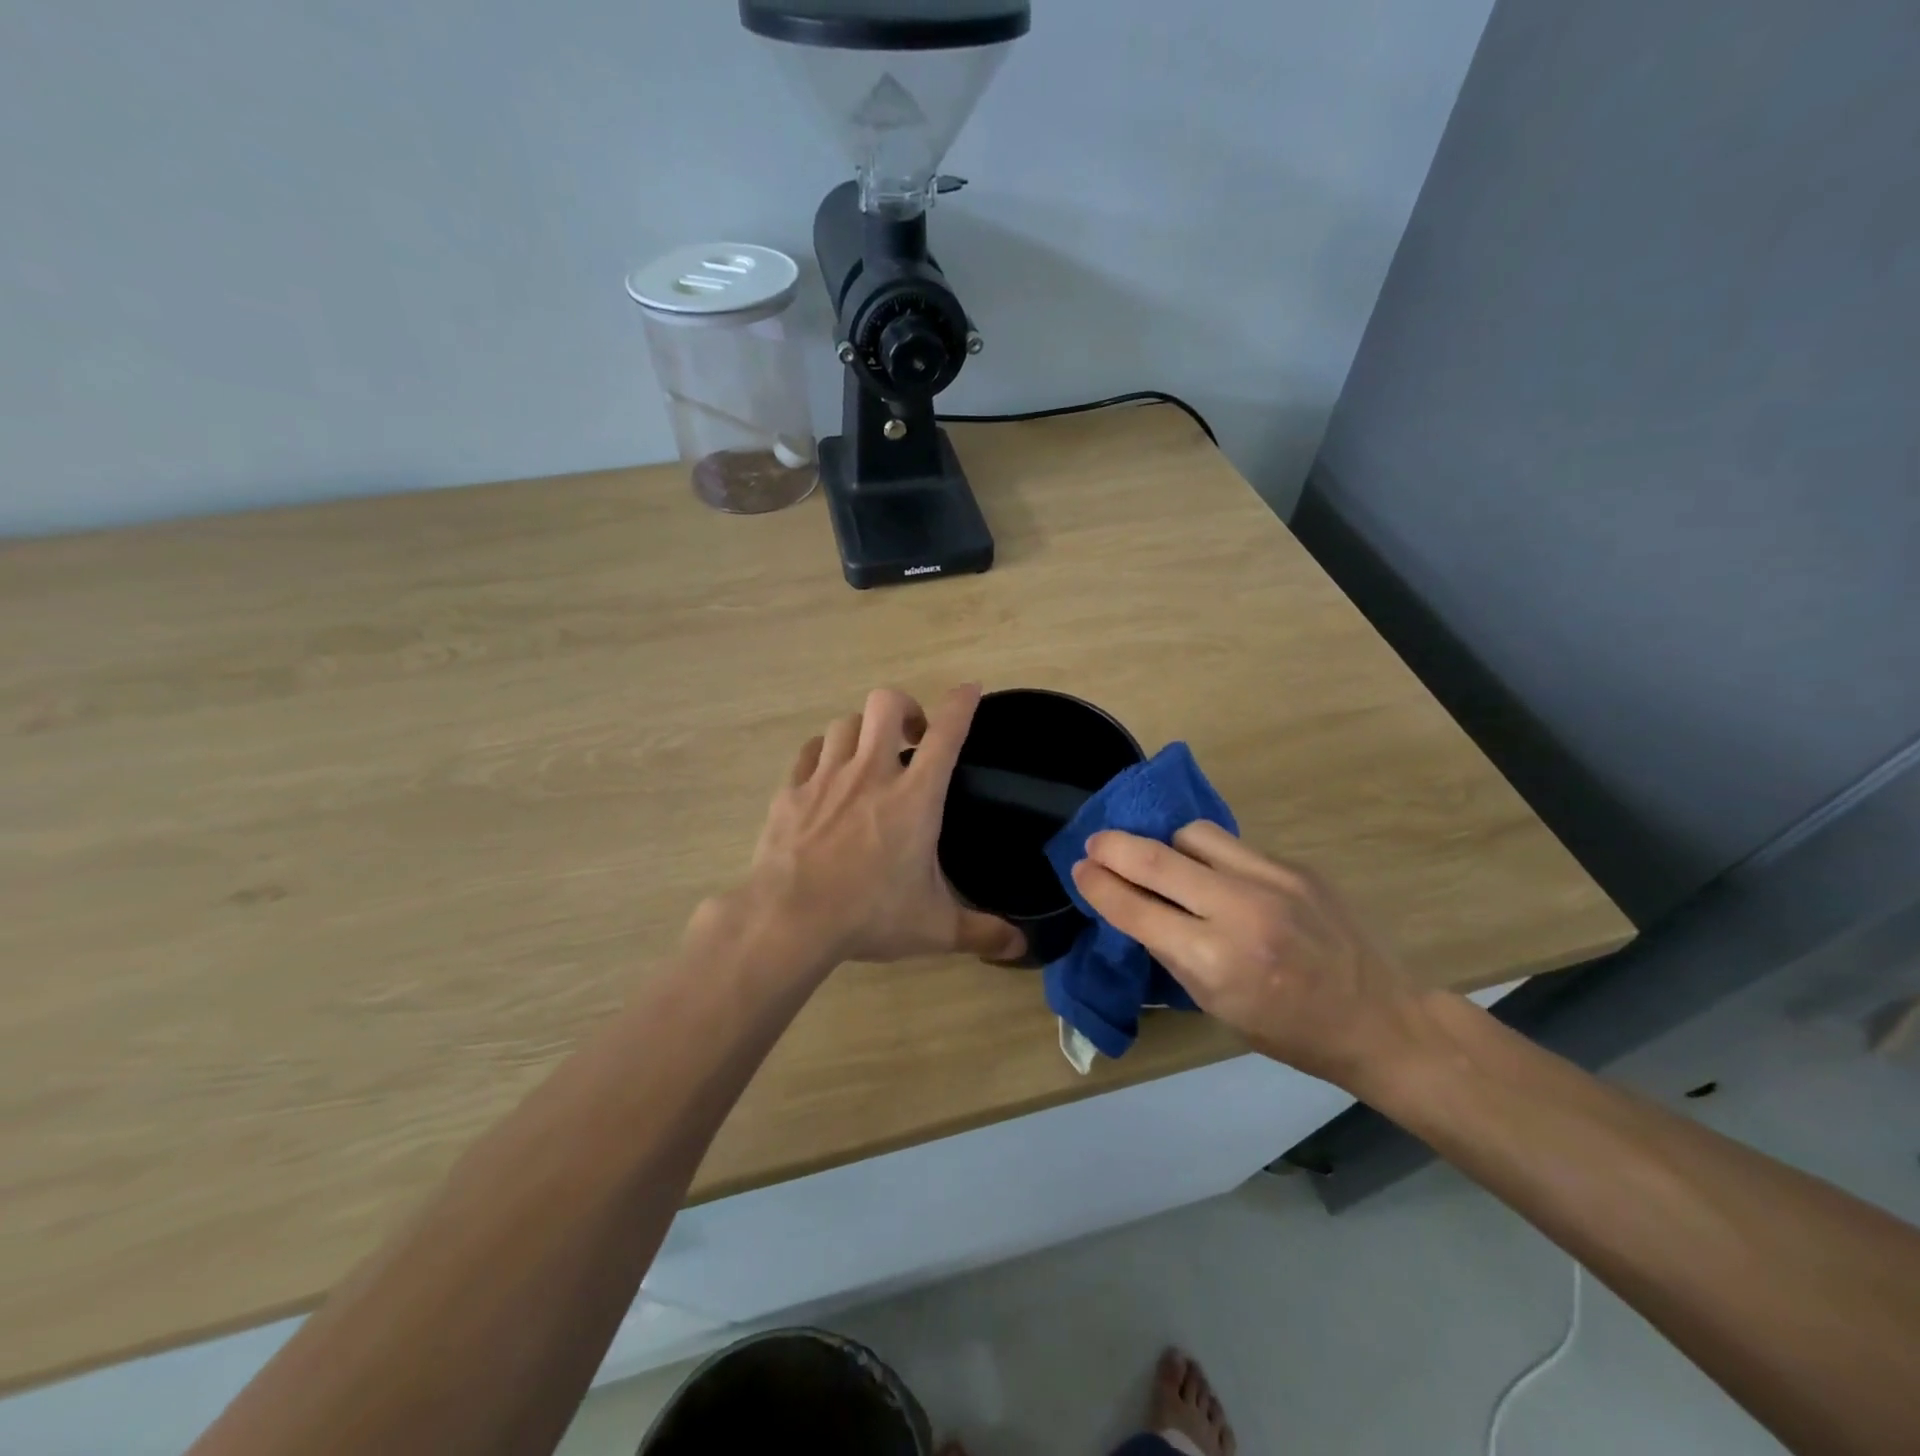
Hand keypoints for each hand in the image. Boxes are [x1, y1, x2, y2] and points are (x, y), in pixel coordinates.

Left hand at [698, 685, 1025, 967]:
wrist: (790, 919)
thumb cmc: (870, 915)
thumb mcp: (935, 928)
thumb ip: (980, 932)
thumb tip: (1020, 948)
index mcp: (915, 797)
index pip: (947, 734)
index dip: (962, 704)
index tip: (970, 689)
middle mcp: (872, 773)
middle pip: (886, 704)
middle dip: (905, 708)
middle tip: (912, 738)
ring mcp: (827, 778)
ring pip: (845, 723)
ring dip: (862, 731)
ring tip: (868, 758)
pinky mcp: (791, 791)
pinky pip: (810, 752)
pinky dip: (823, 753)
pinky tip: (826, 774)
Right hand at [1070, 822, 1418, 1087]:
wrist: (1380, 1018)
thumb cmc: (1290, 1031)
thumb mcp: (1217, 1007)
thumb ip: (1173, 953)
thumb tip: (1135, 909)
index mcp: (1215, 962)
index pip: (1137, 910)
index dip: (1099, 886)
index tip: (1079, 870)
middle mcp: (1239, 912)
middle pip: (1157, 859)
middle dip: (1114, 846)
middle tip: (1094, 843)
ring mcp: (1272, 881)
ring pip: (1193, 835)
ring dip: (1165, 844)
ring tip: (1162, 859)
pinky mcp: (1295, 866)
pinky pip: (1232, 846)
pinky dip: (1208, 855)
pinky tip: (1212, 873)